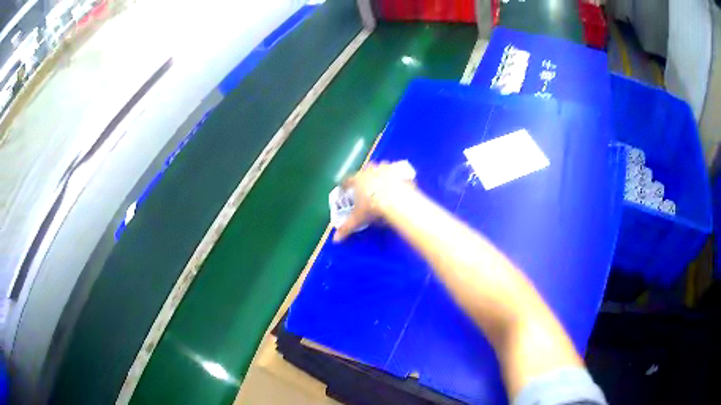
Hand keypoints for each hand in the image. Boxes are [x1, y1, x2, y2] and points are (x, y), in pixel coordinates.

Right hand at [333, 161, 414, 242]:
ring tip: (383, 184)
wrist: (396, 200)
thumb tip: (335, 239)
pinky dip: (398, 179)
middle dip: (365, 177)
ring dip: (381, 174)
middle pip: (365, 171)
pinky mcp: (401, 172)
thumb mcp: (358, 219)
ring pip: (381, 168)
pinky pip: (398, 174)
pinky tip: (399, 186)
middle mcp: (371, 171)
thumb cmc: (372, 207)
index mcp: (357, 180)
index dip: (346, 185)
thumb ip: (347, 227)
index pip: (347, 181)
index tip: (345, 188)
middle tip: (367, 186)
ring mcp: (386, 169)